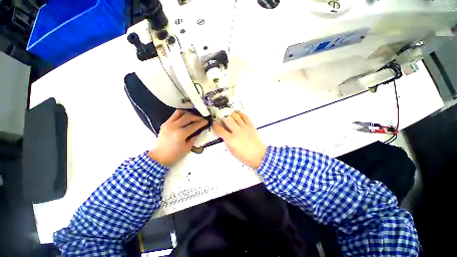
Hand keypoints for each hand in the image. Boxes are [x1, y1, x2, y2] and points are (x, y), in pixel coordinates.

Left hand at [149, 110, 207, 166]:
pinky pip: (173, 116)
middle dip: (196, 117)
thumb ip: (193, 138)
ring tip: (191, 117)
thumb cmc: (174, 155)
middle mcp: (174, 126)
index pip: (193, 125)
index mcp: (180, 134)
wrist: (159, 156)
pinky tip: (183, 119)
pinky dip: (180, 116)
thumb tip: (198, 131)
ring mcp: (168, 124)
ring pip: (179, 112)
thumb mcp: (187, 148)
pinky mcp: (164, 124)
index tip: (206, 121)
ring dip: (187, 113)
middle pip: (187, 117)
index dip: (201, 123)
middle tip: (201, 119)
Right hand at [213, 111, 266, 169]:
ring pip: (235, 115)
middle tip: (220, 119)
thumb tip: (223, 133)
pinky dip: (239, 113)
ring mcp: (244, 128)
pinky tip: (236, 113)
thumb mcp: (232, 151)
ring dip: (229, 114)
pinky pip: (244, 116)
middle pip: (226, 119)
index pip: (220, 129)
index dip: (215, 125)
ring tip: (227, 115)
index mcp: (231, 140)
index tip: (215, 124)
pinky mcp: (251, 125)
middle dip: (222, 118)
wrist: (259, 156)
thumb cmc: (245, 156)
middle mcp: (237, 132)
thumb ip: (227, 141)